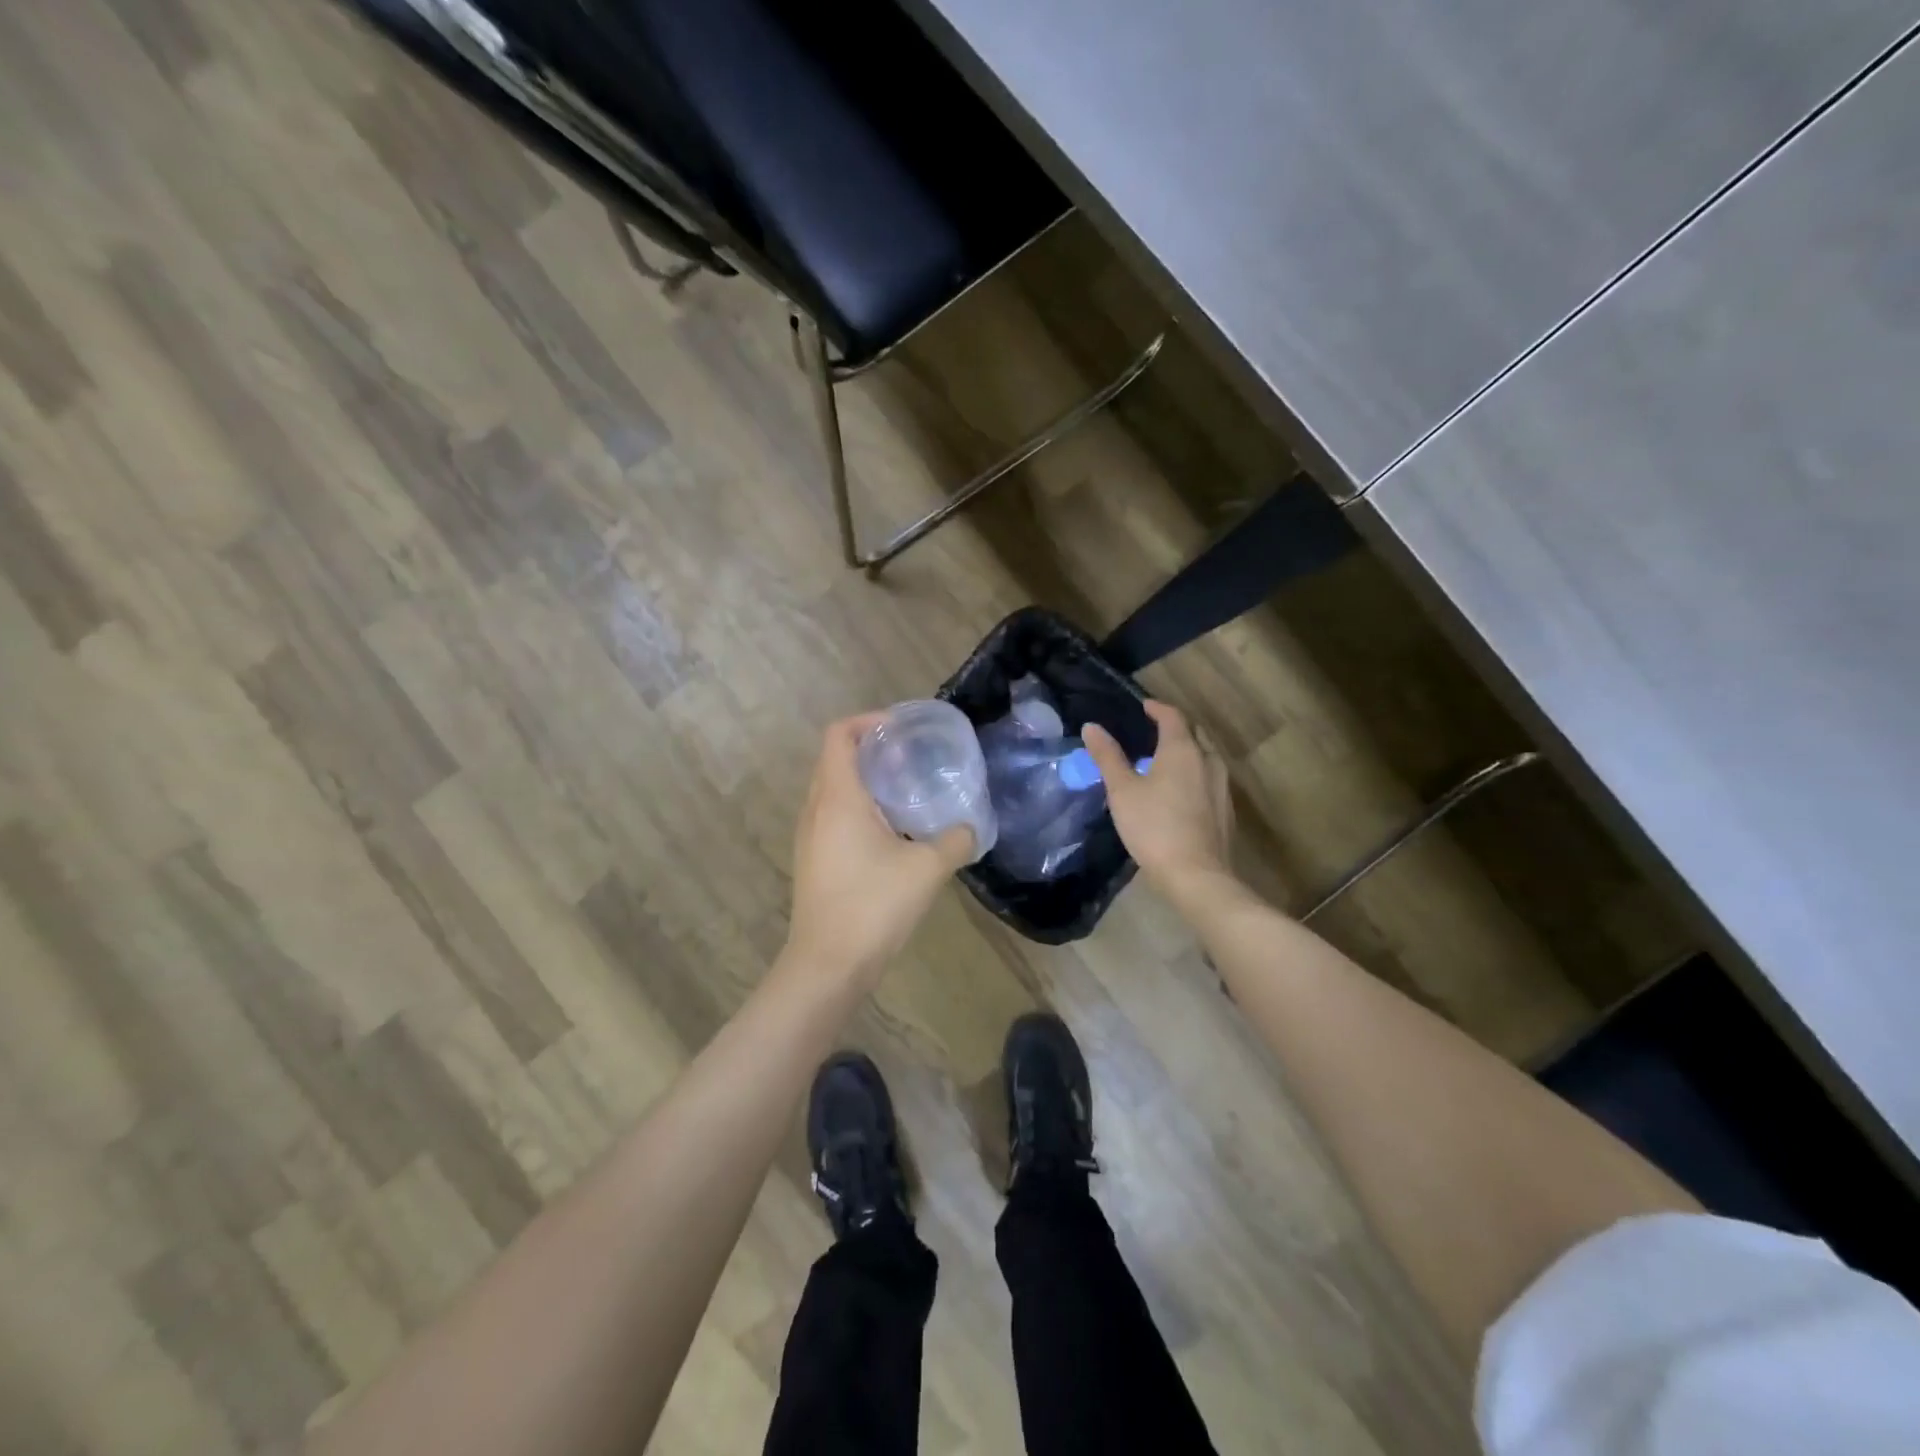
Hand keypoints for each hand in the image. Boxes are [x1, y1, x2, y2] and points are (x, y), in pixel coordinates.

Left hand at [783, 714, 975, 987]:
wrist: (827, 965)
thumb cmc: (873, 905)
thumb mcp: (927, 868)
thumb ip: (955, 840)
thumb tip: (970, 828)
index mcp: (838, 797)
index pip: (839, 735)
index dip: (867, 721)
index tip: (900, 730)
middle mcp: (816, 809)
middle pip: (835, 759)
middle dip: (870, 750)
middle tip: (910, 758)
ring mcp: (809, 837)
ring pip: (832, 790)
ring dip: (864, 781)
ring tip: (904, 791)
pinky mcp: (813, 860)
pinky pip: (832, 816)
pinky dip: (858, 808)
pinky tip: (890, 832)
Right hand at [1084, 701, 1233, 899]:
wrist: (1196, 875)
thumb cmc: (1154, 827)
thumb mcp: (1122, 791)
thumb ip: (1108, 756)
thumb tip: (1092, 726)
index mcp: (1183, 750)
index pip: (1173, 716)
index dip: (1157, 708)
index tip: (1143, 706)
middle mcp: (1208, 760)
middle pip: (1195, 732)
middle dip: (1176, 726)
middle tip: (1154, 729)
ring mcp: (1221, 785)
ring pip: (1206, 755)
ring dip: (1189, 748)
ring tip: (1166, 757)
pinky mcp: (1225, 809)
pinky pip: (1210, 777)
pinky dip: (1195, 771)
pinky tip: (1181, 788)